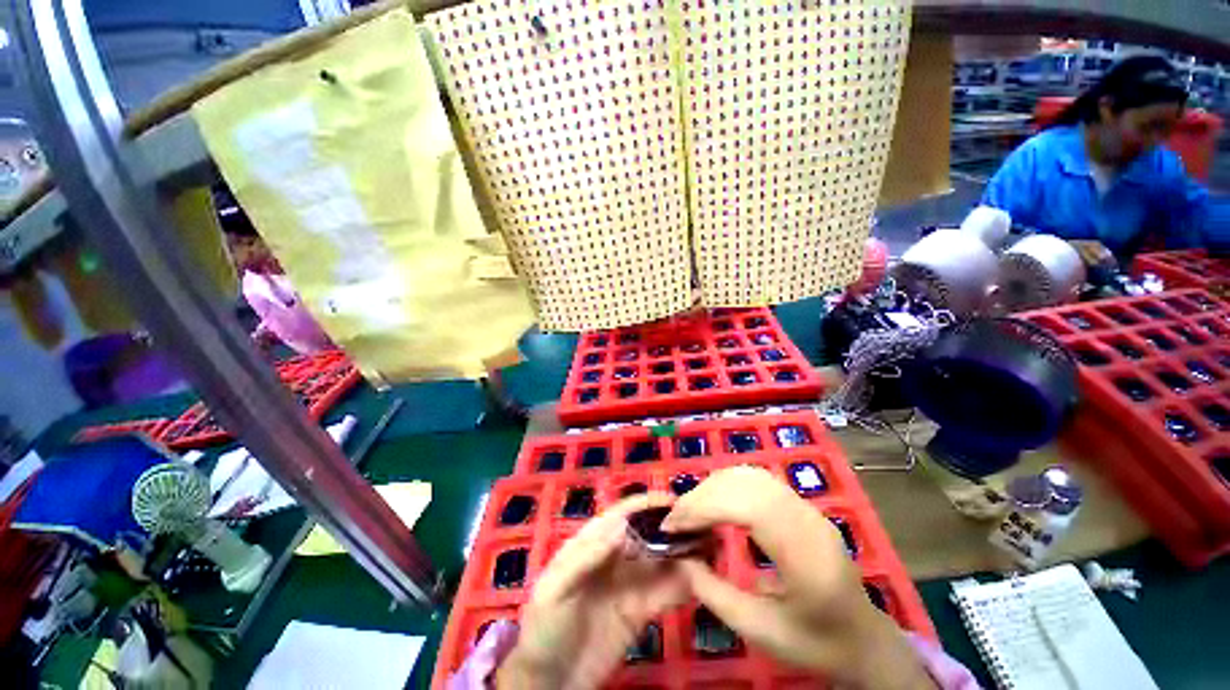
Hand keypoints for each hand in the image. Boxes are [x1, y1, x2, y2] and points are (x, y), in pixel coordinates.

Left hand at [497, 493, 689, 689]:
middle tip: (701, 524)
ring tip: (710, 546)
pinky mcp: (640, 611)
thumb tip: (621, 527)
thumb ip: (586, 558)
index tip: (672, 500)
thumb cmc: (545, 627)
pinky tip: (702, 579)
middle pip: (646, 534)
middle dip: (670, 526)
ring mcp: (629, 584)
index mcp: (591, 543)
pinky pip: (665, 593)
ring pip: (660, 560)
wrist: (549, 682)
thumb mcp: (556, 589)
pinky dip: (683, 584)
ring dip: (683, 552)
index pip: (621, 515)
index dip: (645, 505)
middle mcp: (614, 557)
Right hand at [663, 466, 934, 689]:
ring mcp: (807, 507)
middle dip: (703, 495)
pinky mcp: (801, 504)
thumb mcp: (761, 631)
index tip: (673, 525)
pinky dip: (728, 484)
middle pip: (746, 484)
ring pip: (750, 475)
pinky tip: (714, 501)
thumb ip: (714, 595)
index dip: (704, 508)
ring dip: (713, 486)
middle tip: (676, 517)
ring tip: (691, 509)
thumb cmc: (816, 642)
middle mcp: (808, 519)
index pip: (748, 507)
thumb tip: (680, 558)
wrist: (864, 638)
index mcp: (807, 555)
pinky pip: (757, 480)